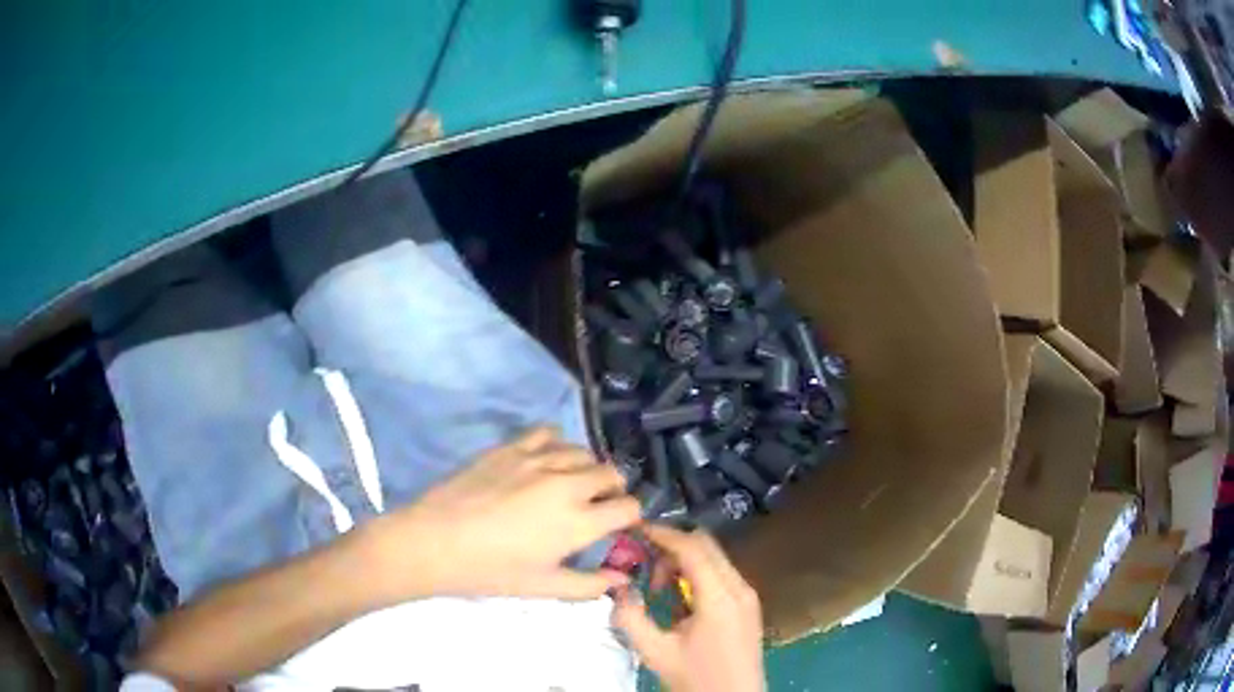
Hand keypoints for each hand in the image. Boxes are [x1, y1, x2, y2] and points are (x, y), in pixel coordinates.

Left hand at [357, 427, 638, 602]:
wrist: (434, 542)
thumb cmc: (489, 571)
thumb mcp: (542, 587)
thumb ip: (588, 585)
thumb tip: (621, 579)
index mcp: (578, 521)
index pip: (628, 507)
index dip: (630, 517)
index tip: (619, 526)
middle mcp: (566, 484)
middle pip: (611, 474)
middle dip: (613, 490)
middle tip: (596, 506)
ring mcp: (537, 460)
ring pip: (584, 452)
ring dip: (587, 468)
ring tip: (572, 484)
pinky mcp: (511, 447)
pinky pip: (548, 433)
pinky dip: (557, 444)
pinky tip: (546, 460)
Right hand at [612, 525, 764, 691]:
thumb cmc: (696, 678)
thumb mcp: (656, 652)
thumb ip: (631, 617)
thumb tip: (617, 587)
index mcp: (720, 597)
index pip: (692, 547)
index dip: (663, 534)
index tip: (635, 529)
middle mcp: (740, 587)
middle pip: (706, 545)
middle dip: (672, 547)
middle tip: (644, 566)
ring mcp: (748, 595)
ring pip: (715, 558)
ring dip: (684, 562)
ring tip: (658, 589)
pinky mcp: (748, 605)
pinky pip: (721, 574)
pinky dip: (697, 574)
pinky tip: (679, 600)